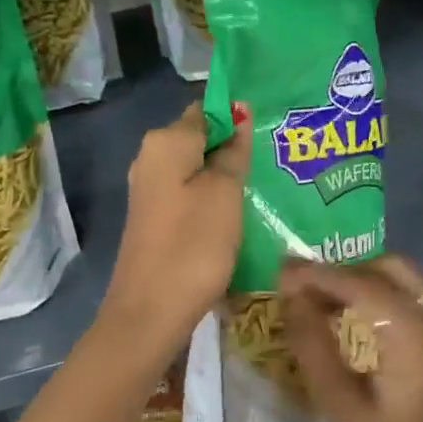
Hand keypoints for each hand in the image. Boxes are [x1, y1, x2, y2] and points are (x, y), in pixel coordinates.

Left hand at [104, 102, 250, 351]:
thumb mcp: (225, 193)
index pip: (207, 110)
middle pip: (200, 139)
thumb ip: (233, 152)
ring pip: (195, 169)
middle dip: (233, 148)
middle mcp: (150, 158)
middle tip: (272, 164)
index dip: (238, 118)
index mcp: (165, 142)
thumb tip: (238, 115)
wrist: (151, 311)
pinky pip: (188, 194)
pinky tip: (236, 214)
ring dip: (225, 176)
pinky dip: (211, 199)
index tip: (269, 135)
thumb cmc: (193, 245)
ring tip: (261, 188)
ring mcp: (149, 190)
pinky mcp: (154, 218)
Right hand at [280, 256, 422, 421]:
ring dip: (367, 283)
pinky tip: (358, 313)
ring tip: (325, 296)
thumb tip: (291, 290)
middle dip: (347, 272)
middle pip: (396, 272)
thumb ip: (313, 343)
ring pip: (411, 282)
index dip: (323, 275)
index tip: (286, 268)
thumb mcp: (337, 406)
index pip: (368, 289)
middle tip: (306, 284)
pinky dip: (388, 299)